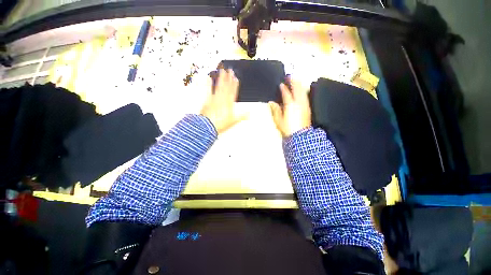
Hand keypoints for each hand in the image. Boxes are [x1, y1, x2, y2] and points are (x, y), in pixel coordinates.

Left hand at [201, 69, 243, 133]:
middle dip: (229, 78)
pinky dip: (208, 84)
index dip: (234, 85)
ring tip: (222, 71)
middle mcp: (222, 99)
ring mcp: (215, 99)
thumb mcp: (233, 121)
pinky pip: (208, 90)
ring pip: (219, 87)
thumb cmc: (221, 123)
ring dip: (221, 79)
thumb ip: (242, 116)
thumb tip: (250, 113)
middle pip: (226, 87)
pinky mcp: (207, 100)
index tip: (235, 78)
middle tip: (230, 70)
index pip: (233, 92)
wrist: (208, 126)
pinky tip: (209, 78)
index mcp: (229, 104)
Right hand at [269, 79, 310, 136]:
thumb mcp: (278, 120)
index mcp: (290, 105)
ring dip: (299, 85)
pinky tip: (302, 91)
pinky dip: (303, 91)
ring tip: (296, 80)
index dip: (283, 88)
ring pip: (303, 92)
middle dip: (293, 82)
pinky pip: (306, 96)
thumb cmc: (288, 128)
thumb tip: (271, 103)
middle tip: (290, 76)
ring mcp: (304, 105)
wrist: (300, 136)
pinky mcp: (308, 108)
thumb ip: (275, 110)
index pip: (286, 94)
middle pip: (297, 89)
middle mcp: (298, 103)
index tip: (281, 84)